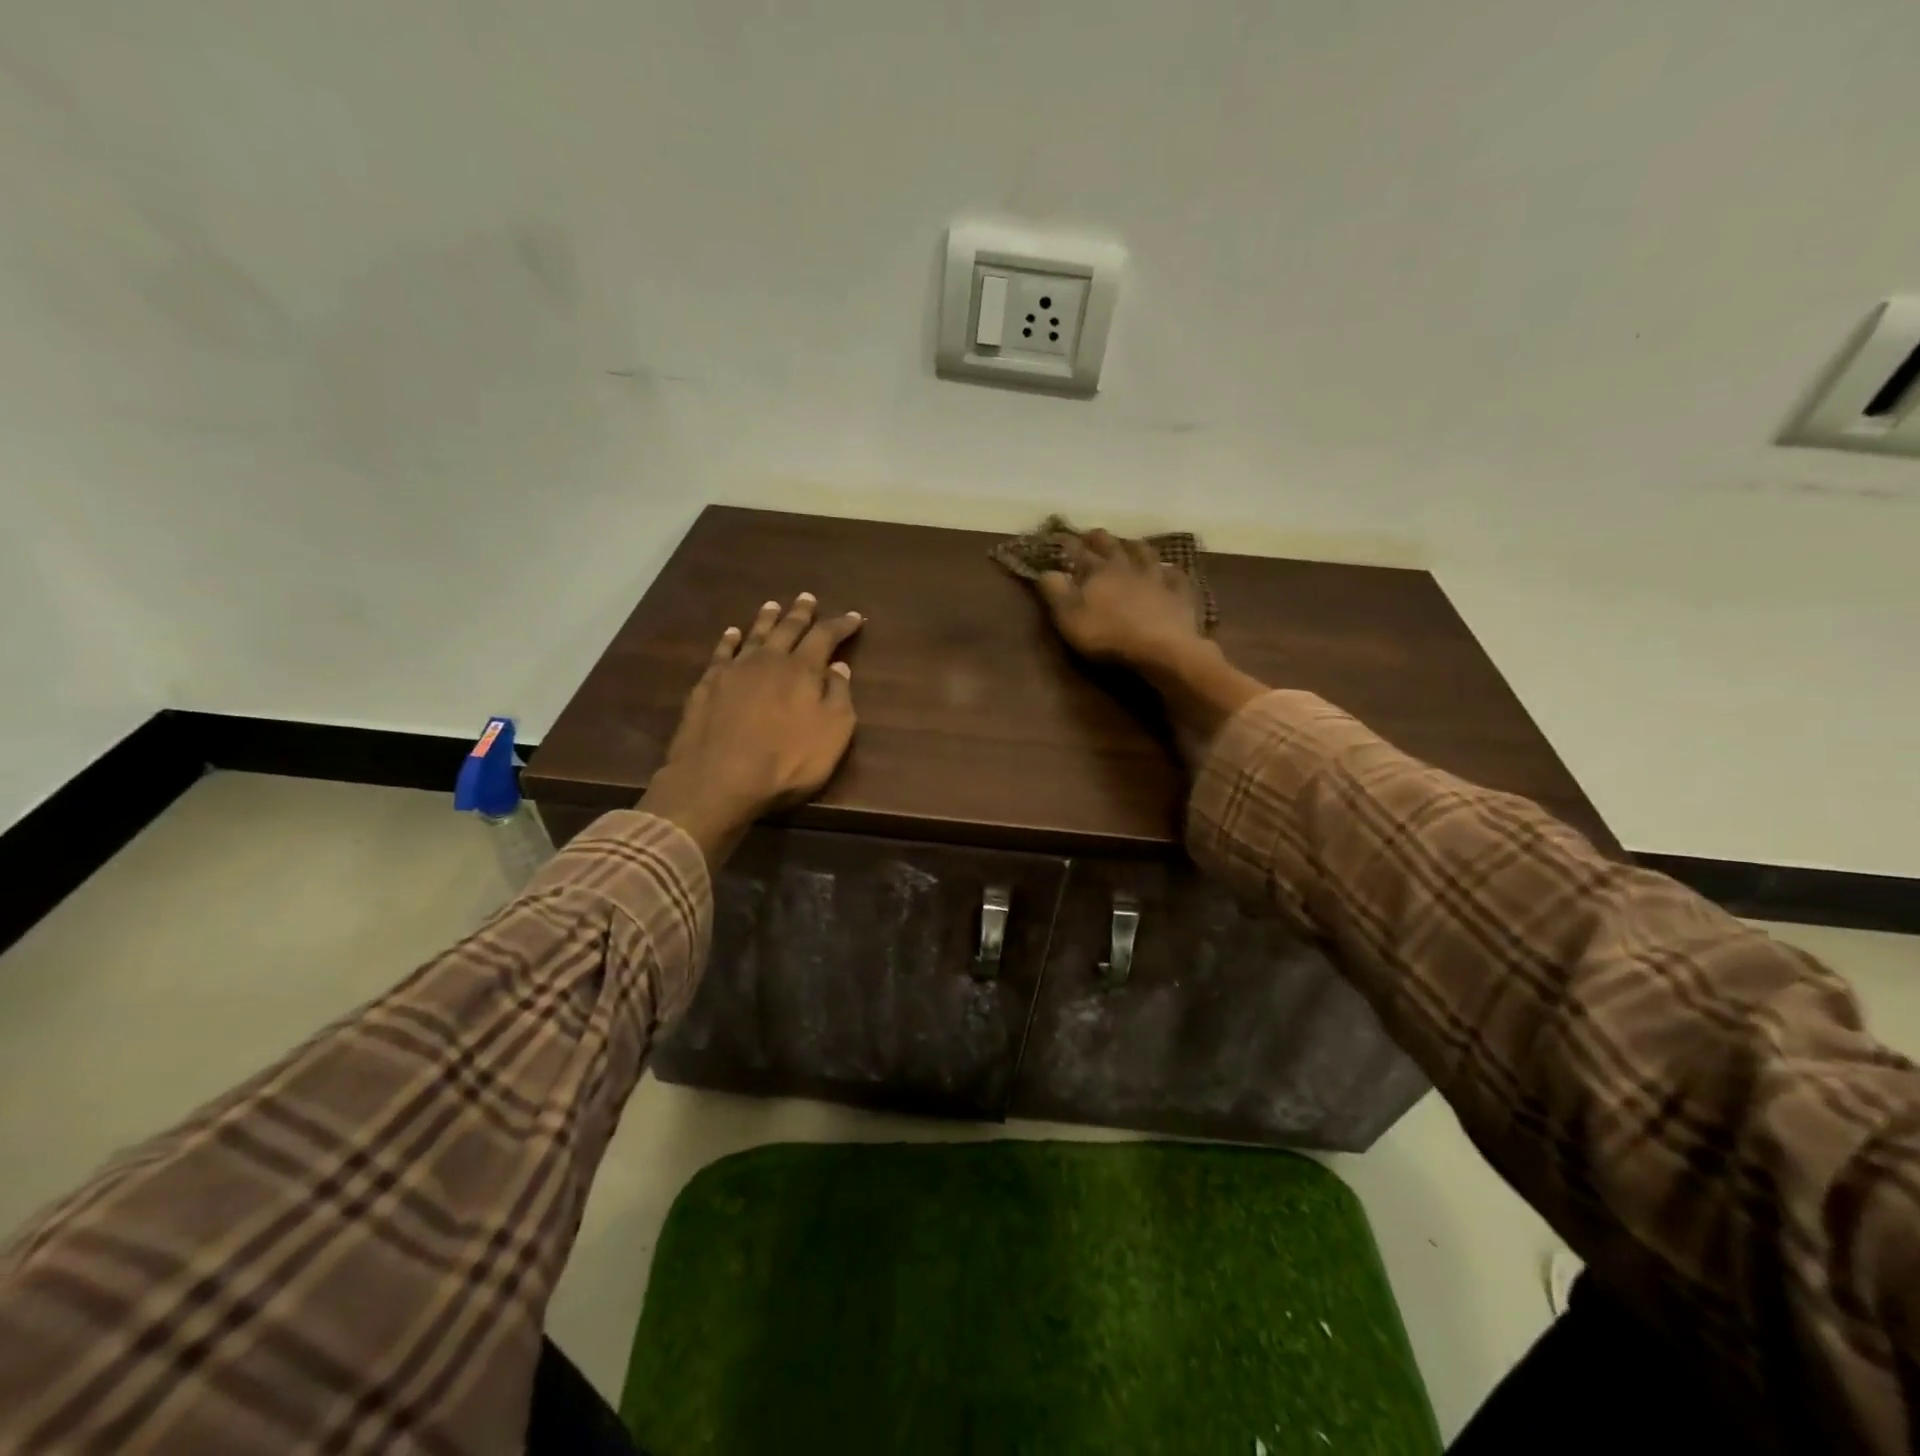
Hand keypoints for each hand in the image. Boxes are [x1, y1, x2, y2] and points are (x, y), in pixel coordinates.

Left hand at [639, 593, 862, 866]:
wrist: (719, 779)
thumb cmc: (787, 761)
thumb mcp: (832, 734)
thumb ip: (839, 696)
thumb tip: (838, 666)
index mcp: (803, 670)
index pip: (825, 637)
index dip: (841, 626)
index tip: (854, 617)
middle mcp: (768, 661)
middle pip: (787, 629)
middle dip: (801, 614)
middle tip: (807, 598)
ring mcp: (734, 671)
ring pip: (754, 636)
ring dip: (766, 619)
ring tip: (773, 605)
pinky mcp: (707, 686)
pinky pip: (721, 653)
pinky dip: (730, 640)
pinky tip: (732, 634)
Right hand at [1036, 528, 1206, 672]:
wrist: (1161, 648)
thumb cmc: (1108, 634)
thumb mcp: (1069, 616)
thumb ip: (1055, 591)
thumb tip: (1045, 570)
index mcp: (1098, 571)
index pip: (1079, 552)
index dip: (1068, 544)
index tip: (1058, 538)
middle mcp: (1128, 566)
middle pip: (1113, 546)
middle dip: (1100, 539)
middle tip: (1092, 534)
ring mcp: (1157, 577)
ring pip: (1146, 554)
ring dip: (1136, 547)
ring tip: (1131, 544)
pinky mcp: (1179, 594)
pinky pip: (1175, 576)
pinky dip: (1170, 571)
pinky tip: (1169, 570)